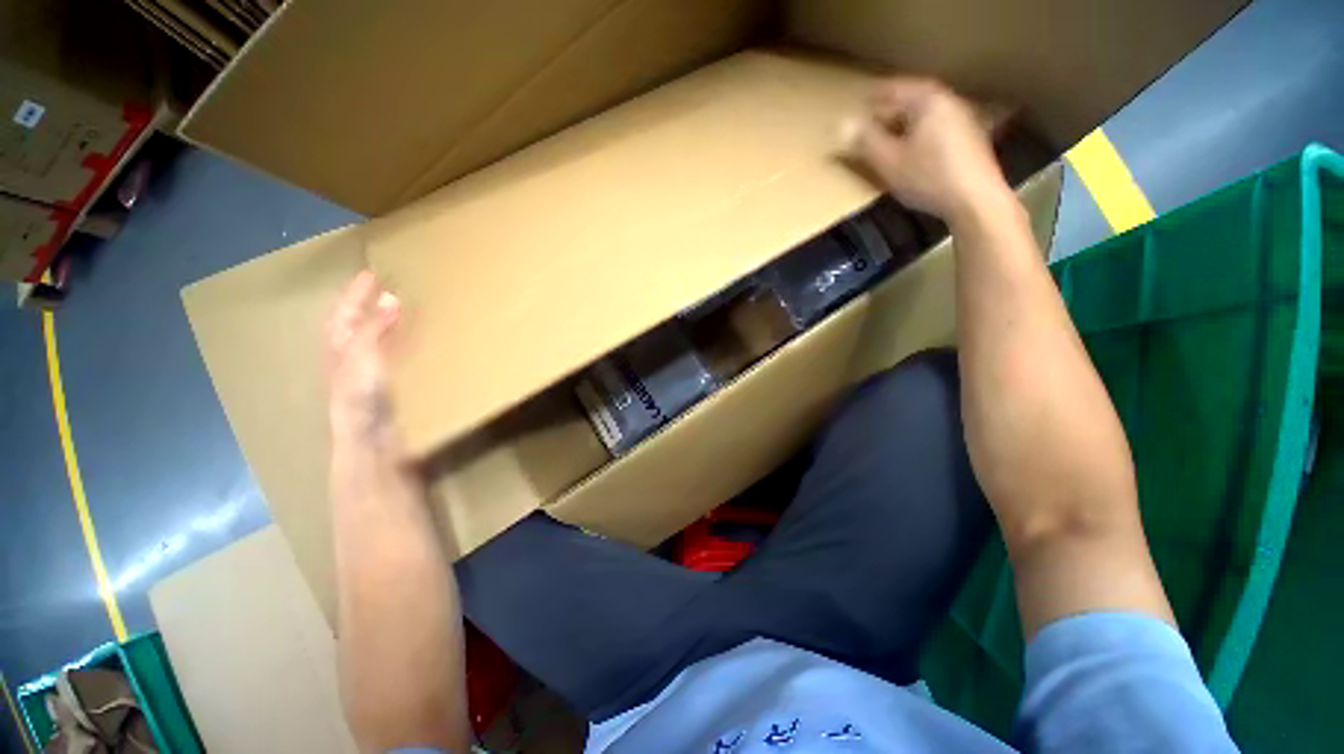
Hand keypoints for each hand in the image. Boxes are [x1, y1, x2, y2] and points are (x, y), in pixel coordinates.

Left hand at [326, 270, 400, 441]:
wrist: (371, 440)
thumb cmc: (361, 396)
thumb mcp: (364, 357)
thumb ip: (374, 328)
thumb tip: (389, 298)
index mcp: (339, 348)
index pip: (343, 312)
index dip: (354, 293)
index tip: (370, 274)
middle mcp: (348, 358)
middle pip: (351, 326)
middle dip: (363, 306)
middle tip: (382, 290)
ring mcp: (365, 374)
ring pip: (369, 342)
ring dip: (380, 325)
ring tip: (397, 312)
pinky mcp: (383, 387)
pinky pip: (387, 357)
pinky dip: (395, 345)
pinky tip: (409, 346)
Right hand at [844, 78, 1009, 224]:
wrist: (975, 200)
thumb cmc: (928, 177)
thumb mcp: (888, 162)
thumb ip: (865, 142)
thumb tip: (842, 124)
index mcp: (928, 100)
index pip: (894, 89)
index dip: (873, 97)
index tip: (859, 101)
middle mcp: (949, 101)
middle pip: (913, 99)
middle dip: (890, 109)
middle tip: (871, 120)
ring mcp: (963, 119)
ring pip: (926, 113)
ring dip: (905, 122)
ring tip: (889, 136)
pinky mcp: (970, 138)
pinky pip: (937, 126)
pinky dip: (920, 132)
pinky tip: (913, 149)